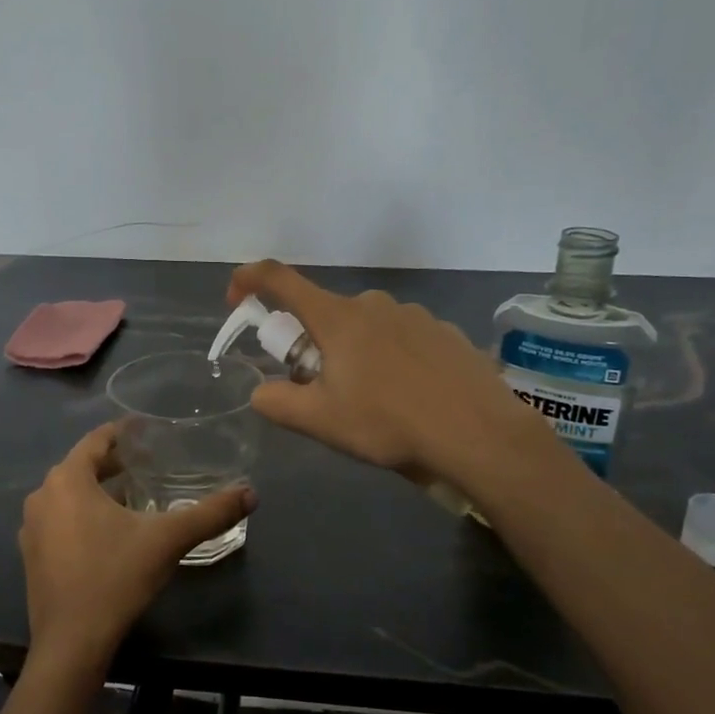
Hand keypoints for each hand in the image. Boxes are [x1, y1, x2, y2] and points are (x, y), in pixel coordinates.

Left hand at [19, 423, 254, 670]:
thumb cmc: (115, 577)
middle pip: (82, 466)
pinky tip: (110, 531)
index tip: (147, 430)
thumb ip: (210, 513)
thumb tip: (250, 493)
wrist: (71, 643)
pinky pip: (60, 519)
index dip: (123, 432)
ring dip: (98, 490)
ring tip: (134, 494)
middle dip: (114, 463)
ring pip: (70, 494)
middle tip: (150, 462)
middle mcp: (43, 496)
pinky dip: (83, 514)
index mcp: (67, 480)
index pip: (96, 441)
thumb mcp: (168, 540)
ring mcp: (31, 527)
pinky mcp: (32, 554)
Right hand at [228, 259, 555, 486]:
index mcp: (337, 318)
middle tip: (321, 390)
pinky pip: (401, 339)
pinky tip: (409, 398)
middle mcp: (373, 304)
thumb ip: (278, 403)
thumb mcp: (321, 421)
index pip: (281, 280)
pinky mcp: (444, 333)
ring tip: (372, 403)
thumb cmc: (389, 423)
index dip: (250, 280)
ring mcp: (414, 316)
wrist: (479, 434)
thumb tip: (262, 392)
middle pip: (325, 314)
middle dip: (312, 345)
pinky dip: (391, 360)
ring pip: (365, 329)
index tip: (236, 296)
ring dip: (354, 354)